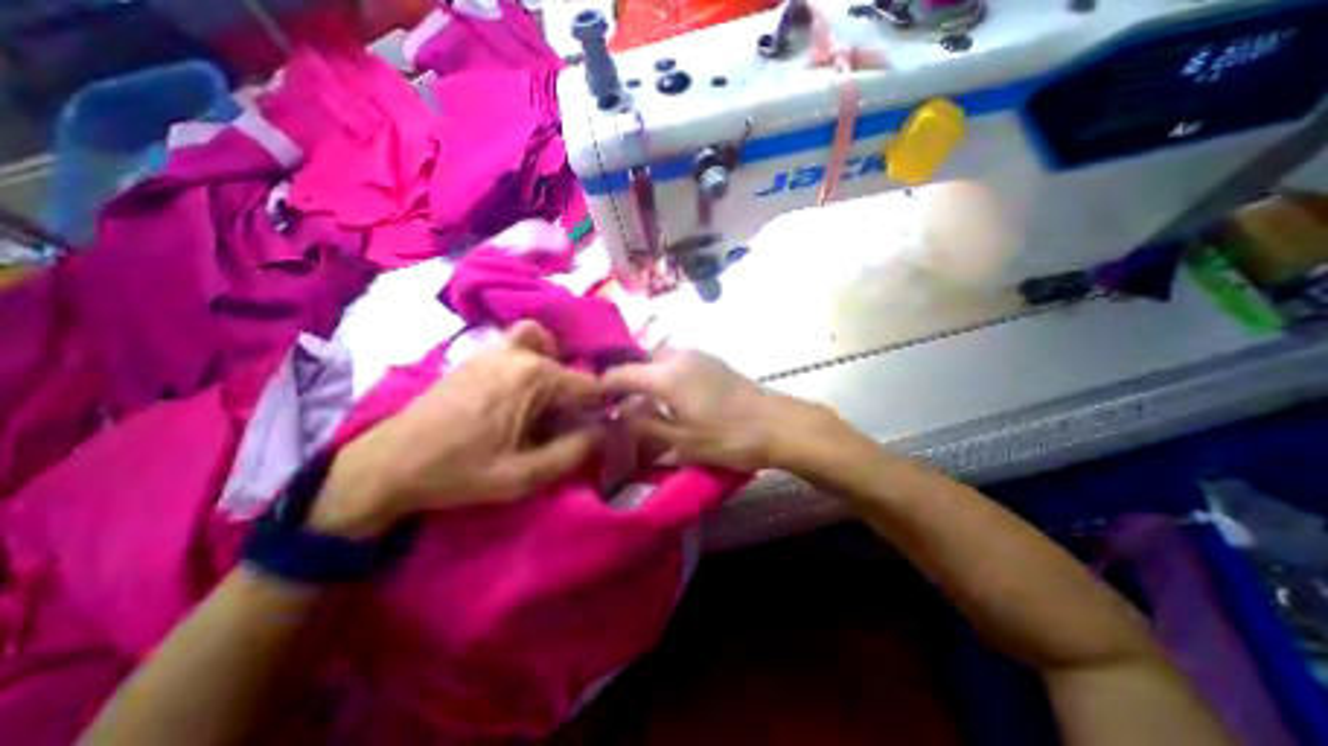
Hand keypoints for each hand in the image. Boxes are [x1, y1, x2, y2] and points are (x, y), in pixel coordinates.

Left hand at [312, 321, 602, 535]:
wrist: (390, 463)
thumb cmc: (460, 471)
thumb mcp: (525, 475)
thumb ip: (574, 451)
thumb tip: (605, 431)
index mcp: (537, 378)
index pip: (591, 386)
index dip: (600, 410)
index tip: (594, 432)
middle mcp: (522, 354)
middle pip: (569, 368)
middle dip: (575, 397)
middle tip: (561, 428)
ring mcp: (497, 349)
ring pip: (546, 345)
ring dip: (554, 369)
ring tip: (543, 402)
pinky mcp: (478, 354)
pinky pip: (519, 344)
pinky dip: (531, 358)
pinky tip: (517, 393)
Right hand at [606, 351, 830, 471]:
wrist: (778, 424)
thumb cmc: (728, 437)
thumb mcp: (681, 441)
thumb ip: (644, 427)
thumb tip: (620, 417)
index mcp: (666, 374)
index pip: (622, 373)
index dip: (604, 386)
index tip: (594, 402)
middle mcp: (679, 356)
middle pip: (641, 362)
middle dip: (627, 381)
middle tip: (620, 406)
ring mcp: (698, 356)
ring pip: (660, 360)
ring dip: (647, 377)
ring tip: (643, 403)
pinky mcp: (712, 361)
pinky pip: (677, 362)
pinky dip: (665, 375)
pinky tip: (670, 397)